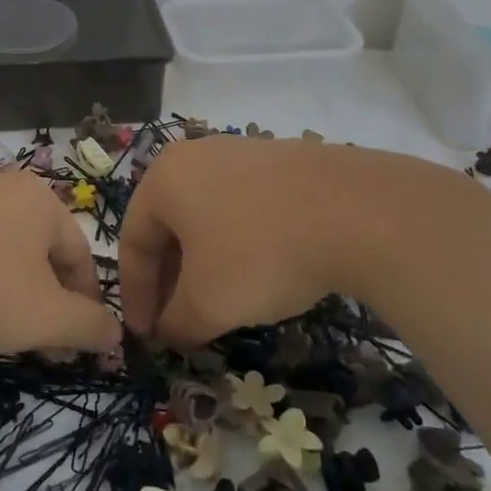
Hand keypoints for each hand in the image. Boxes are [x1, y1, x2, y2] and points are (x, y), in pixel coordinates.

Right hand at [119, 135, 462, 345]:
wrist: (358, 213)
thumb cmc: (260, 254)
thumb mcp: (208, 303)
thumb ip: (177, 323)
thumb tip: (168, 335)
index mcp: (163, 179)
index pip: (132, 242)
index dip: (135, 295)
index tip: (145, 335)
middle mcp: (195, 157)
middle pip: (168, 227)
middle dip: (170, 281)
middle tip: (177, 322)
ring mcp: (242, 154)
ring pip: (206, 218)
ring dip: (203, 265)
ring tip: (218, 303)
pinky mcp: (282, 162)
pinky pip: (243, 208)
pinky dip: (238, 246)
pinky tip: (259, 275)